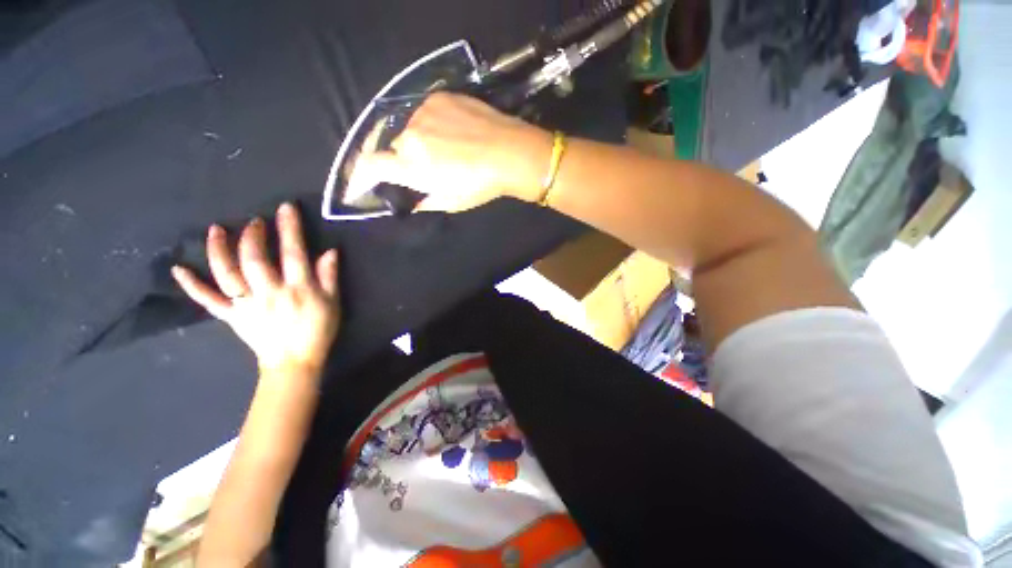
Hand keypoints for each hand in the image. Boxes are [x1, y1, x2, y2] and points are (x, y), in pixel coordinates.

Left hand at [171, 203, 340, 376]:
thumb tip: (330, 251)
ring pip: (227, 274)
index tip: (285, 208)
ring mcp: (246, 304)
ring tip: (216, 230)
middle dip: (253, 236)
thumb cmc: (318, 330)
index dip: (289, 229)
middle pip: (255, 259)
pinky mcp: (231, 315)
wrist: (294, 361)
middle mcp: (269, 292)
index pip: (293, 253)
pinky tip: (179, 269)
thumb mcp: (332, 303)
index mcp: (298, 289)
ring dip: (219, 250)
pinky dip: (192, 285)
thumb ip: (330, 277)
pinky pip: (208, 300)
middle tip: (255, 222)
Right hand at [347, 92, 553, 212]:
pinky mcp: (438, 97)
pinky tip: (451, 132)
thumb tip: (411, 203)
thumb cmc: (481, 185)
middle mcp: (410, 136)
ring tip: (444, 149)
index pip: (370, 166)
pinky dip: (430, 124)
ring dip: (418, 140)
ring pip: (409, 129)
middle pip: (392, 147)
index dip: (360, 175)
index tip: (360, 183)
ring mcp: (423, 113)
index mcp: (412, 166)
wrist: (511, 153)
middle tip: (423, 167)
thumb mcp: (452, 202)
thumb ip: (424, 202)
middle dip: (402, 159)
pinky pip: (425, 113)